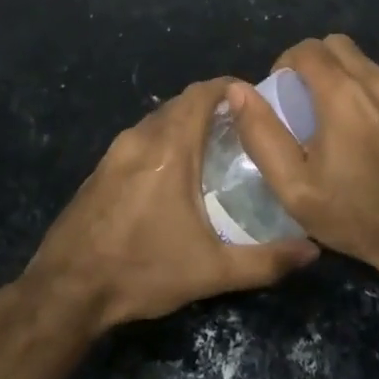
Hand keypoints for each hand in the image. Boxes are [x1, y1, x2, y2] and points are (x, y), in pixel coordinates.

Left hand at [27, 79, 318, 334]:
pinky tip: (174, 173)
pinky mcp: (100, 169)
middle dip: (211, 106)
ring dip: (185, 123)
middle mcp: (140, 138)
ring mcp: (115, 152)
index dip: (228, 87)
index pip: (201, 94)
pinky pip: (140, 139)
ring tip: (214, 147)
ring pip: (157, 120)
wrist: (66, 290)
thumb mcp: (210, 272)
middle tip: (242, 127)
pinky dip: (163, 140)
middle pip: (180, 103)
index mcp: (169, 149)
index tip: (254, 98)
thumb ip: (265, 261)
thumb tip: (312, 251)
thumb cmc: (142, 270)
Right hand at [230, 34, 378, 270]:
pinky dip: (364, 89)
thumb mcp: (294, 187)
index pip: (307, 49)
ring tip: (330, 115)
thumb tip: (237, 91)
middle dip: (313, 61)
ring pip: (363, 61)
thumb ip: (262, 134)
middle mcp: (376, 83)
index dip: (285, 62)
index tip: (280, 92)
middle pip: (337, 45)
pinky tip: (361, 128)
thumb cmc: (355, 214)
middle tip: (302, 98)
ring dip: (340, 74)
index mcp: (342, 95)